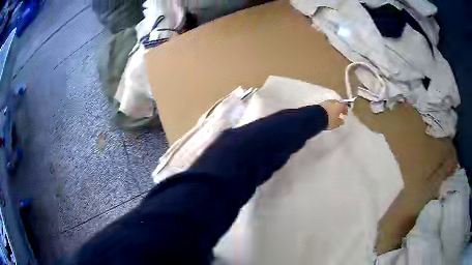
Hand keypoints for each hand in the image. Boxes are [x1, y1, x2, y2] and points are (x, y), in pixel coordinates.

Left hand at [319, 100, 347, 129]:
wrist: (316, 117)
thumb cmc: (329, 120)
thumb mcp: (336, 123)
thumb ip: (340, 122)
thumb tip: (342, 121)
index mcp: (339, 105)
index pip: (344, 106)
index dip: (345, 110)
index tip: (344, 114)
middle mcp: (333, 102)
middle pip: (337, 104)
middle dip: (338, 108)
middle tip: (338, 114)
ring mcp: (326, 102)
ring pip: (331, 104)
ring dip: (332, 108)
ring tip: (331, 114)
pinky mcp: (320, 104)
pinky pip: (325, 106)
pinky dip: (327, 109)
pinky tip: (326, 113)